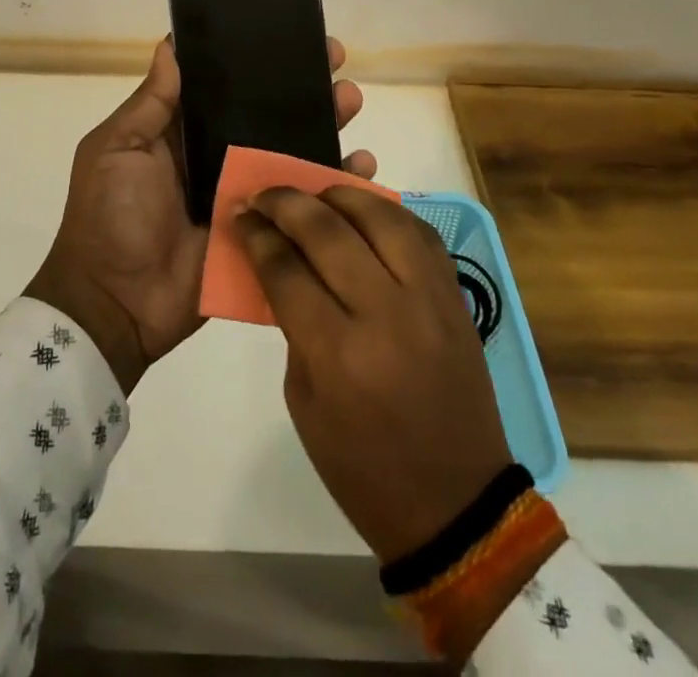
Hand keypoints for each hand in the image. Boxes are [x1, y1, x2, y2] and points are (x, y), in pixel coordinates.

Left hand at [26, 36, 375, 392]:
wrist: (117, 303)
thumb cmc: (110, 215)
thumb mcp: (117, 149)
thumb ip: (151, 102)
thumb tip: (171, 44)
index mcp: (184, 133)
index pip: (227, 87)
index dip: (256, 62)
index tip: (289, 35)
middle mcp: (220, 156)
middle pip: (269, 115)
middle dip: (301, 87)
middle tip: (334, 61)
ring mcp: (246, 195)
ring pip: (293, 152)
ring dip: (325, 125)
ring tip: (351, 102)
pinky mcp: (266, 233)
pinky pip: (304, 205)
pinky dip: (334, 185)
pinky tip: (362, 165)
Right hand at [238, 185, 509, 562]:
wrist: (456, 503)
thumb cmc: (364, 467)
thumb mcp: (303, 402)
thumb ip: (293, 325)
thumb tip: (282, 264)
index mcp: (338, 354)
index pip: (285, 268)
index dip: (257, 234)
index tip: (241, 214)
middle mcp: (385, 314)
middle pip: (328, 231)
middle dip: (287, 203)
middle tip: (266, 195)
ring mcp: (428, 300)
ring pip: (381, 216)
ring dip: (341, 194)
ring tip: (317, 193)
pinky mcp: (456, 297)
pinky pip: (421, 233)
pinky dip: (389, 213)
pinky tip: (366, 213)